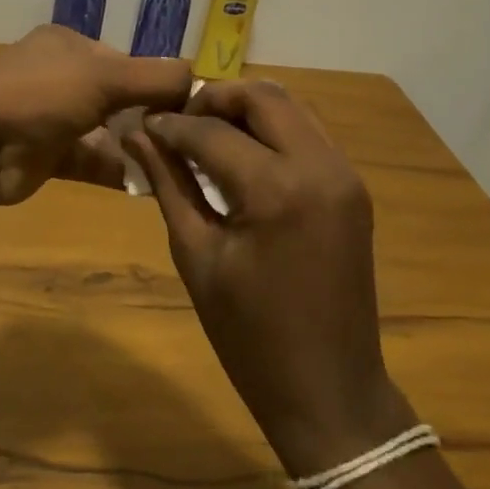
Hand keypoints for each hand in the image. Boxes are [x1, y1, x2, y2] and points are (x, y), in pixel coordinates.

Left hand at [0, 26, 191, 204]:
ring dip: (137, 146)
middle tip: (188, 141)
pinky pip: (92, 159)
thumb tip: (200, 77)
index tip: (190, 108)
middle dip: (149, 117)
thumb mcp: (104, 76)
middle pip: (118, 96)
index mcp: (68, 45)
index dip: (157, 82)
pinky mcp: (47, 155)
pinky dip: (118, 169)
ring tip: (178, 165)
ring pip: (106, 130)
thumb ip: (155, 77)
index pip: (126, 60)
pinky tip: (151, 184)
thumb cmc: (40, 95)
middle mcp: (60, 76)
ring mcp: (51, 116)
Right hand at [124, 79, 415, 475]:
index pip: (211, 132)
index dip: (170, 125)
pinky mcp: (352, 187)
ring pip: (289, 107)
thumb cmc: (250, 336)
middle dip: (213, 99)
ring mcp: (344, 174)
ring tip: (205, 133)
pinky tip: (241, 154)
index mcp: (277, 189)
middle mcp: (319, 166)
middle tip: (177, 122)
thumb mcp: (197, 256)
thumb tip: (136, 135)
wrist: (330, 391)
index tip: (142, 125)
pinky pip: (308, 133)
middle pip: (261, 97)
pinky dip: (271, 130)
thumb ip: (169, 184)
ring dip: (244, 110)